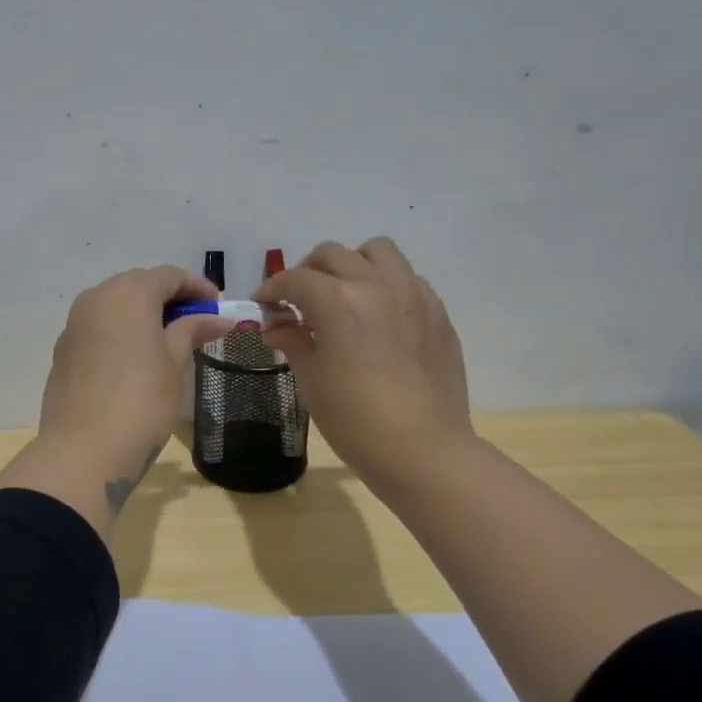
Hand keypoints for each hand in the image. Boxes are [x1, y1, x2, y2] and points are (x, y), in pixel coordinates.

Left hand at [39, 266, 226, 484]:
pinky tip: (136, 359)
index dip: (197, 288)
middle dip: (169, 300)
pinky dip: (120, 334)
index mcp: (128, 292)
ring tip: (168, 342)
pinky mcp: (63, 351)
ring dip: (142, 316)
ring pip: (115, 307)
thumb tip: (216, 317)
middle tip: (196, 323)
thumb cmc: (141, 401)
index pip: (168, 276)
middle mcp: (95, 298)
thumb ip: (192, 330)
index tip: (218, 307)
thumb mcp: (174, 363)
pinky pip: (98, 329)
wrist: (83, 450)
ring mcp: (74, 324)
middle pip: (138, 286)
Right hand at [257, 238, 473, 496]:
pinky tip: (378, 317)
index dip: (272, 289)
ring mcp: (413, 295)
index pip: (294, 279)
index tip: (263, 305)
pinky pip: (408, 279)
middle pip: (333, 255)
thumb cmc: (354, 419)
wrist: (422, 449)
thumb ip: (293, 342)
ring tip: (343, 294)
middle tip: (298, 300)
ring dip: (352, 264)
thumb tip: (276, 327)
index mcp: (337, 301)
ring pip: (378, 252)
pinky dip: (386, 285)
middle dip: (307, 271)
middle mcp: (376, 285)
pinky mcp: (437, 313)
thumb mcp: (312, 381)